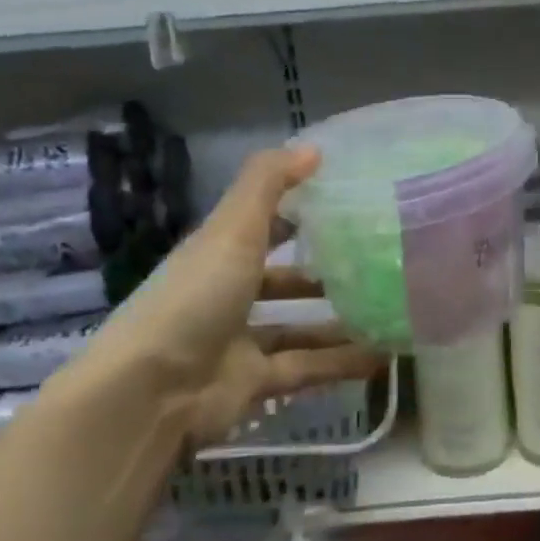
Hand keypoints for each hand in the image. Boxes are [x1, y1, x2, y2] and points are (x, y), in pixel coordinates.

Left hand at [83, 148, 380, 445]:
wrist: (150, 393)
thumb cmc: (195, 298)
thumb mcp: (232, 229)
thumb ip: (269, 184)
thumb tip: (314, 147)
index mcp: (219, 254)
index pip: (262, 227)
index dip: (297, 214)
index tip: (345, 207)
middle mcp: (228, 295)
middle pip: (282, 280)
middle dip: (324, 275)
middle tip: (376, 267)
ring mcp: (240, 342)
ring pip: (299, 328)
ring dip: (339, 323)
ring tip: (389, 313)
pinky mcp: (253, 384)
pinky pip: (306, 368)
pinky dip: (340, 364)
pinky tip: (381, 356)